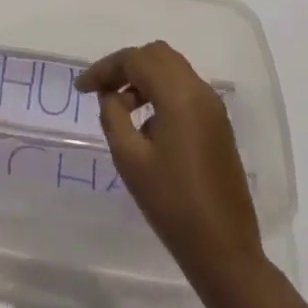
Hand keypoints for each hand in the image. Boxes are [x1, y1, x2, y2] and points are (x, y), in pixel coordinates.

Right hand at [76, 40, 264, 292]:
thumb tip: (111, 95)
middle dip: (126, 66)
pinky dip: (161, 92)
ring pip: (172, 69)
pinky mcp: (218, 124)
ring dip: (144, 78)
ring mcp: (213, 107)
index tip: (81, 89)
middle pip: (157, 55)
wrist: (225, 252)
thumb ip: (113, 116)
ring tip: (120, 108)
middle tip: (102, 90)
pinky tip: (146, 124)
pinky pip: (185, 89)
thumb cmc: (172, 205)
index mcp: (179, 95)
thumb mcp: (130, 160)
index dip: (105, 69)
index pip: (135, 60)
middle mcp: (199, 90)